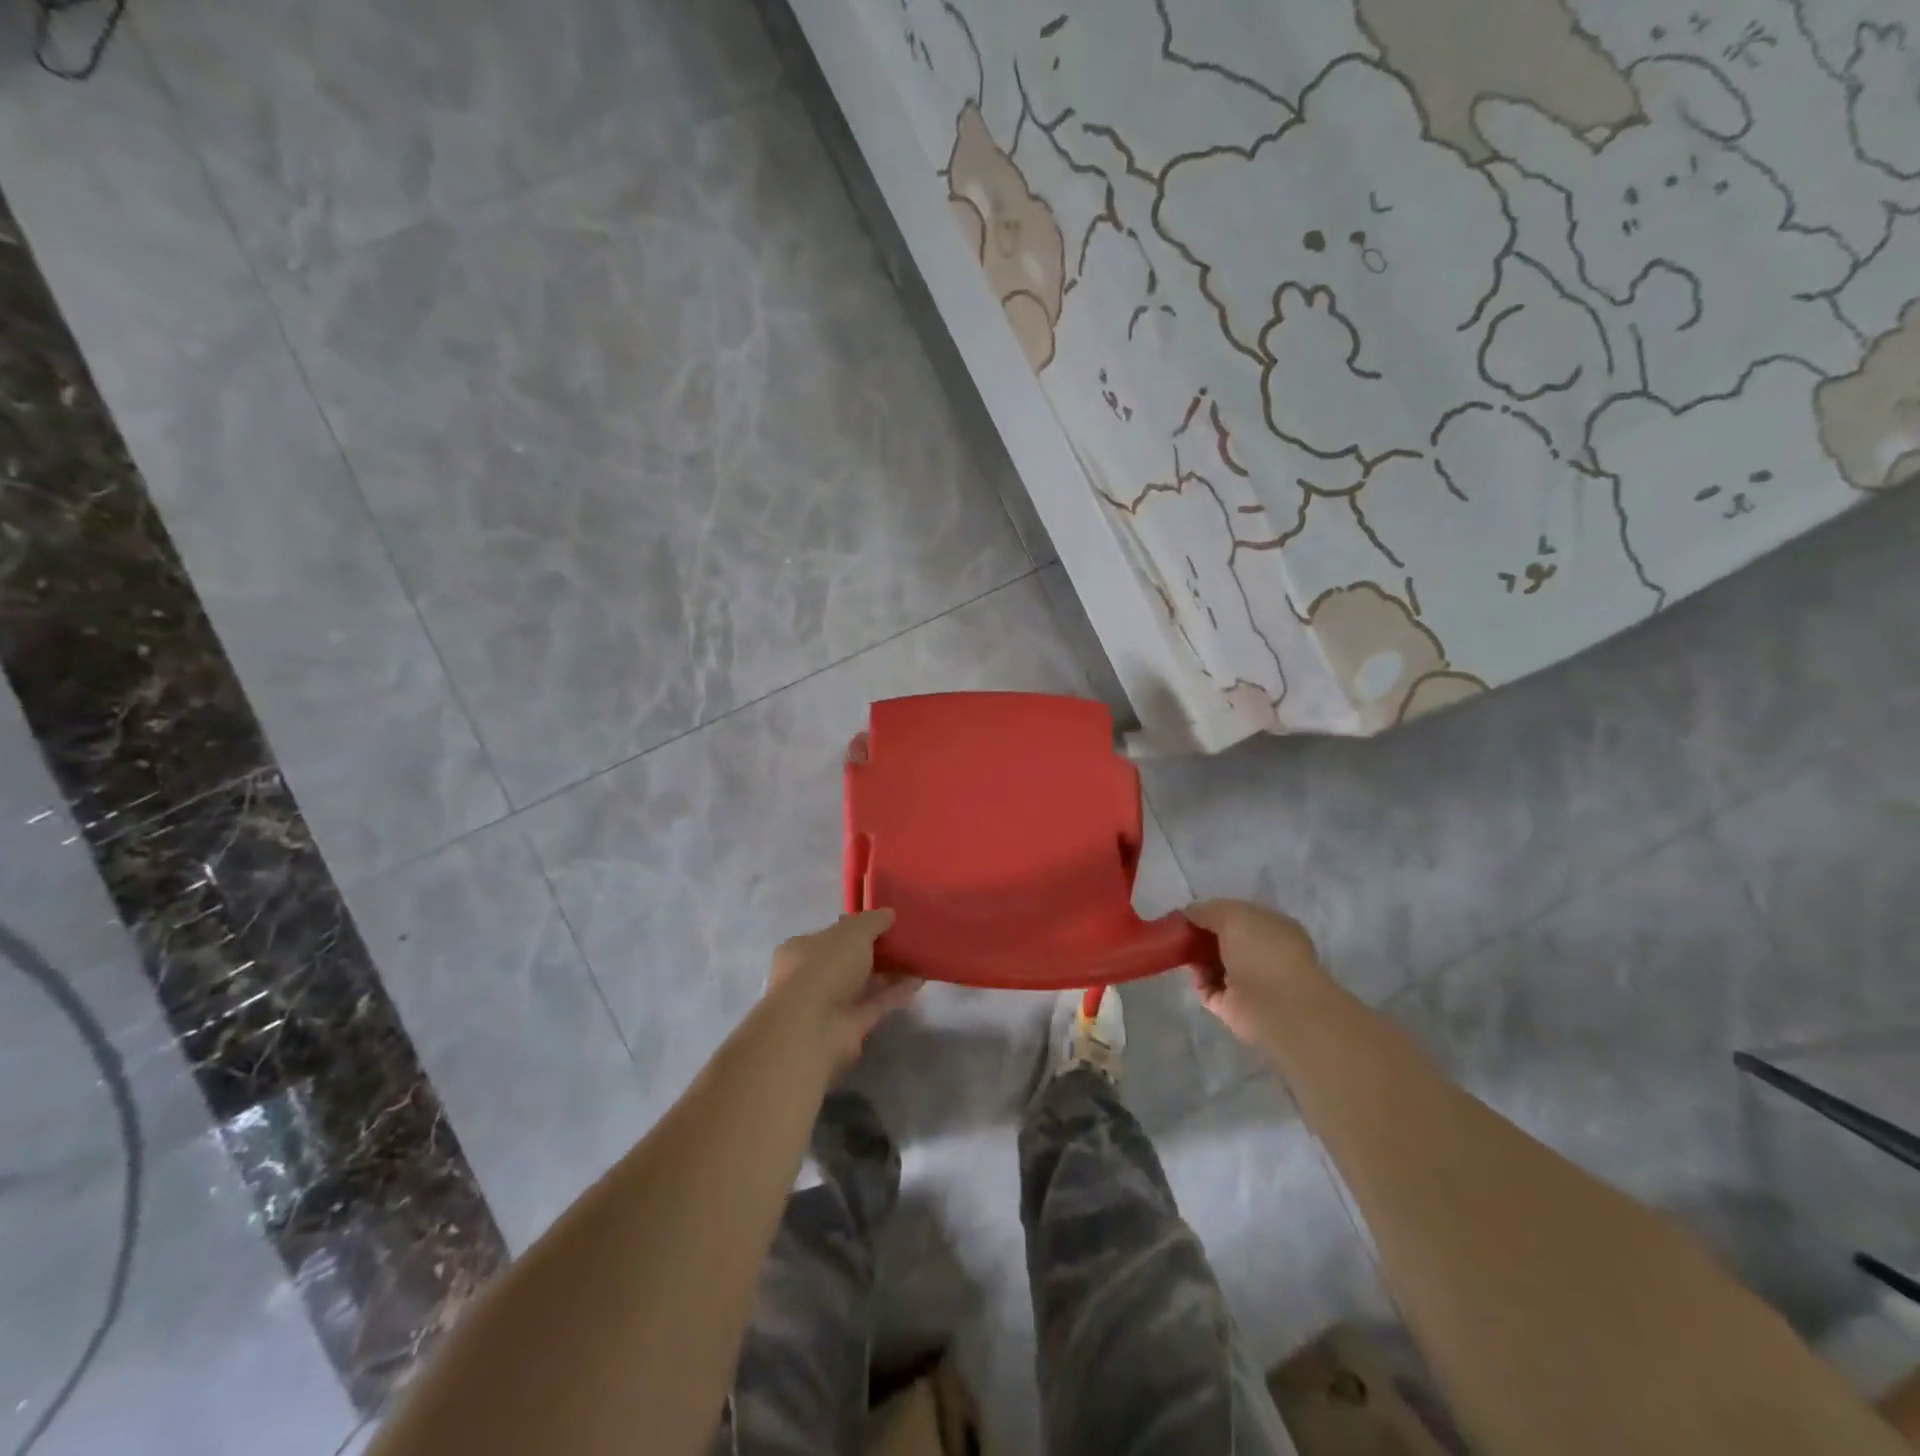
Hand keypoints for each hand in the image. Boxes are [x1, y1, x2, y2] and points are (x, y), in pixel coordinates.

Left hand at [764, 909, 919, 1074]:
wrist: (812, 1029)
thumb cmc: (824, 968)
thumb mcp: (852, 932)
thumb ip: (872, 921)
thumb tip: (888, 913)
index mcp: (801, 949)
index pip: (830, 935)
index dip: (856, 928)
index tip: (883, 923)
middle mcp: (812, 976)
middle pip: (848, 960)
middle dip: (875, 951)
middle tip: (904, 940)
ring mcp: (831, 1003)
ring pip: (864, 983)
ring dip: (889, 972)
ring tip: (918, 958)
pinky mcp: (850, 1026)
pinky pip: (877, 1003)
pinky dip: (896, 992)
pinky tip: (919, 980)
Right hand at [1183, 898, 1325, 1046]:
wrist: (1278, 1006)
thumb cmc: (1262, 951)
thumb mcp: (1232, 915)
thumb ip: (1208, 910)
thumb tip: (1189, 912)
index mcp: (1274, 929)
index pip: (1241, 917)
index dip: (1214, 914)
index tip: (1190, 914)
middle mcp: (1265, 955)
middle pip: (1226, 942)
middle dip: (1202, 937)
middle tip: (1180, 934)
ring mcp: (1251, 982)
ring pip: (1216, 965)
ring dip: (1198, 959)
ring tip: (1181, 953)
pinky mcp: (1236, 1008)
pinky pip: (1210, 990)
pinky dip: (1199, 982)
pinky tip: (1193, 974)